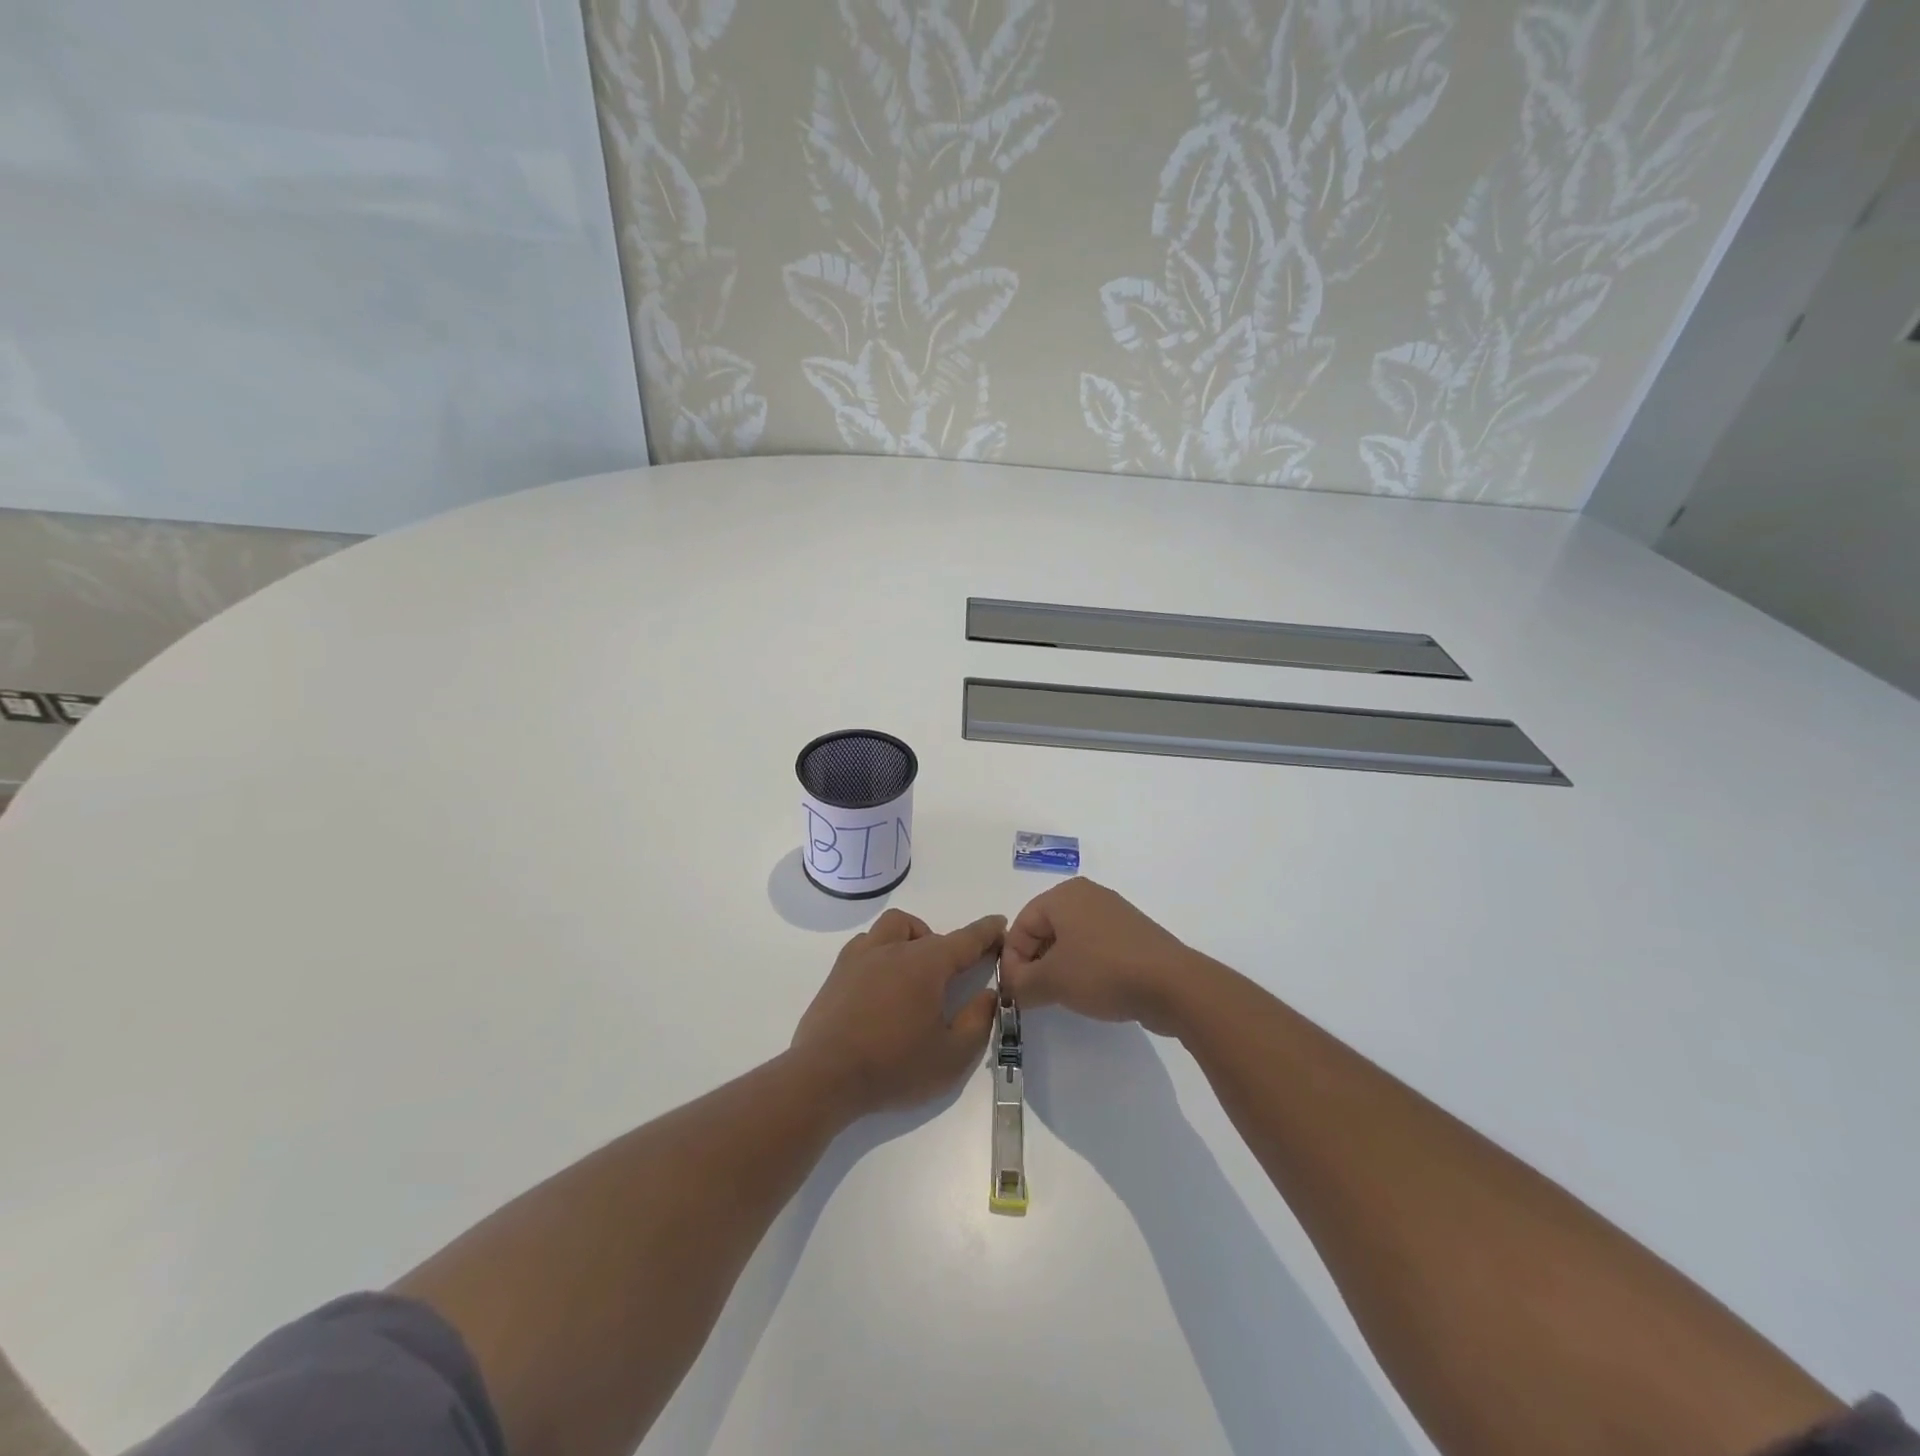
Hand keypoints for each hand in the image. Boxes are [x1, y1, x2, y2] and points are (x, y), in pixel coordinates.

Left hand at [790, 909, 1004, 1116]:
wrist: (824, 1077)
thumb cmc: (893, 1066)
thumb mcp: (952, 1057)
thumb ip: (977, 1022)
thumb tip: (988, 995)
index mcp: (925, 964)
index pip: (965, 939)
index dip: (986, 932)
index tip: (999, 923)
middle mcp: (893, 949)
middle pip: (927, 932)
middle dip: (947, 945)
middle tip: (952, 976)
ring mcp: (860, 958)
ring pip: (892, 928)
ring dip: (911, 938)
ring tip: (916, 971)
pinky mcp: (837, 973)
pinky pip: (865, 945)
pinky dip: (882, 952)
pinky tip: (882, 982)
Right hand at [1000, 879, 1201, 1035]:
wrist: (1172, 984)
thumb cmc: (1103, 972)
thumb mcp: (1051, 981)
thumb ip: (1020, 984)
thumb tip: (1010, 988)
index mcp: (1064, 894)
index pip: (1021, 925)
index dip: (1012, 960)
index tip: (1015, 993)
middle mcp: (1087, 895)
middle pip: (1044, 930)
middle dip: (1034, 963)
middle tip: (1034, 996)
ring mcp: (1113, 913)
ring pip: (1070, 940)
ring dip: (1058, 968)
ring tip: (1060, 996)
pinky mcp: (1132, 935)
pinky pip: (1095, 947)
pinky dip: (1084, 967)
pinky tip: (1090, 991)